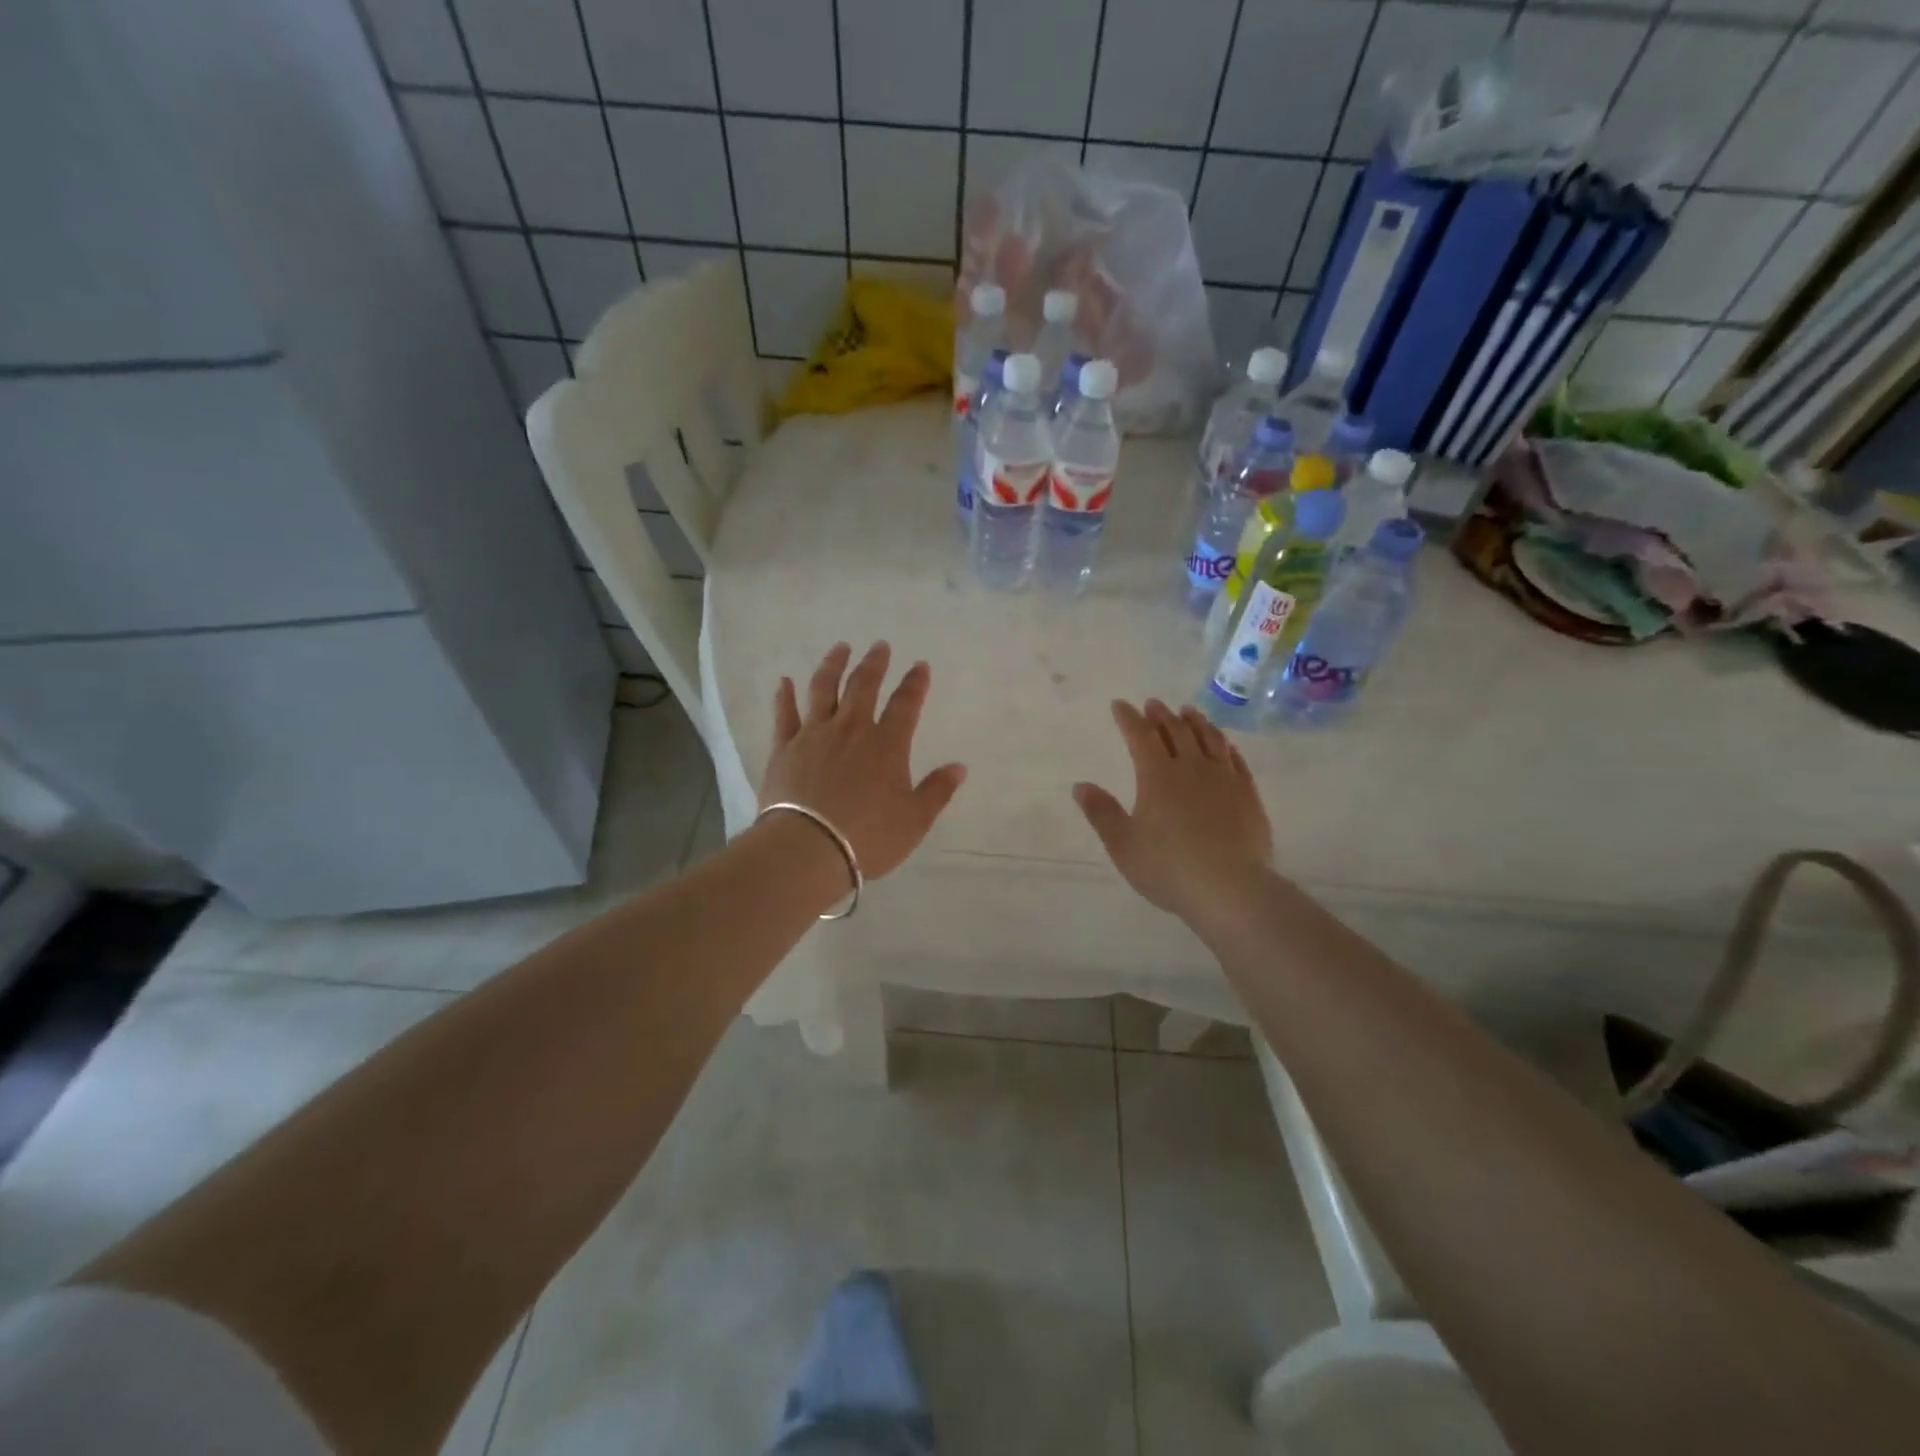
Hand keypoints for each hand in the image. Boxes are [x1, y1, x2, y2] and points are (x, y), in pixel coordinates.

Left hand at [762, 643, 967, 880]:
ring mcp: (814, 735)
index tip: (921, 666)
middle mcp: (851, 730)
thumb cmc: (868, 837)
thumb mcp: (914, 820)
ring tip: (840, 648)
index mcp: (887, 745)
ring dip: (833, 665)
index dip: (915, 683)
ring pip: (824, 689)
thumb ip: (937, 791)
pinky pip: (784, 714)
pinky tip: (784, 682)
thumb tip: (959, 768)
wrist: (807, 848)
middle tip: (880, 645)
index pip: (906, 704)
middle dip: (874, 663)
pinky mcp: (784, 748)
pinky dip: (784, 696)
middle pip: (864, 686)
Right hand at [1073, 699, 1272, 923]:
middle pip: (1176, 731)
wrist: (1230, 888)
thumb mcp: (1123, 844)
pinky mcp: (1248, 795)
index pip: (1140, 736)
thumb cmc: (1168, 867)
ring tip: (1188, 712)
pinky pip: (1236, 760)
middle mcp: (1191, 767)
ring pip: (1209, 739)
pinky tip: (1224, 745)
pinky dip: (1225, 745)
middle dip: (1161, 715)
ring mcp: (1224, 779)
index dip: (1128, 718)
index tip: (1119, 705)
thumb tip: (1080, 786)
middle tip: (1153, 704)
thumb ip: (1101, 812)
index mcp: (1157, 776)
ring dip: (1196, 722)